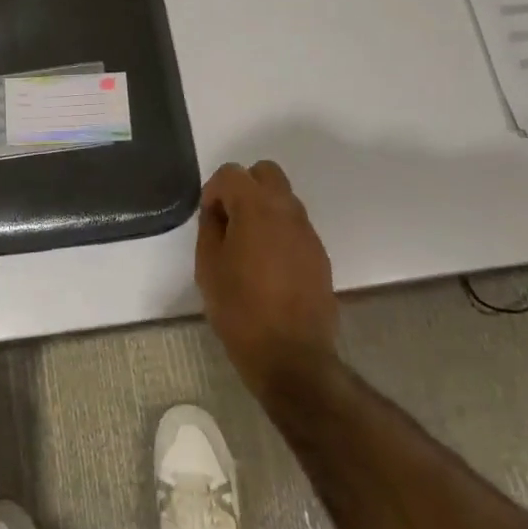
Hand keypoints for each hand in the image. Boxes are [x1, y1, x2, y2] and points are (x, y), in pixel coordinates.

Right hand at [195, 160, 338, 393]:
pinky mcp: (319, 254)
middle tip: (229, 221)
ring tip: (247, 246)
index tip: (208, 219)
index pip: (232, 173)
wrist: (290, 355)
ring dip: (263, 208)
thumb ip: (210, 228)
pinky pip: (295, 226)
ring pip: (284, 198)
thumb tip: (217, 212)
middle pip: (266, 173)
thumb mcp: (208, 266)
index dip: (214, 191)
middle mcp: (287, 210)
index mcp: (256, 208)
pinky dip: (279, 231)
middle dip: (244, 188)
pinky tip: (267, 265)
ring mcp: (308, 232)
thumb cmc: (239, 309)